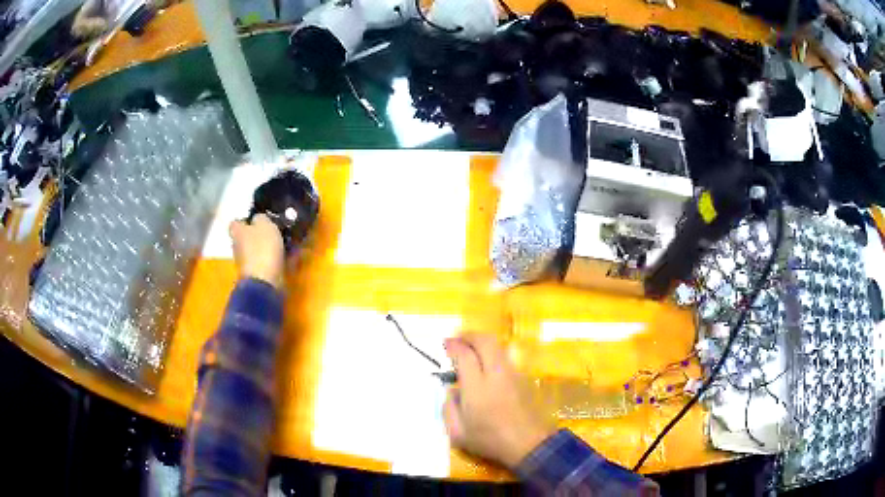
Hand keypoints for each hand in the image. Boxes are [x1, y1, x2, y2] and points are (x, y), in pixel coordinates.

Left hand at [229, 214, 284, 289]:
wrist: (265, 281)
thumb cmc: (262, 248)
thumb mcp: (265, 224)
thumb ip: (261, 218)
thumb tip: (259, 219)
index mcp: (237, 232)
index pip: (236, 222)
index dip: (246, 220)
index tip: (259, 219)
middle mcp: (238, 246)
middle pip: (247, 237)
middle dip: (258, 234)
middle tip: (275, 230)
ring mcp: (247, 263)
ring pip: (258, 250)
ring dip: (268, 248)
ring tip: (286, 244)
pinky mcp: (257, 274)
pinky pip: (267, 262)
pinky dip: (276, 260)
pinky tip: (288, 257)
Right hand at [443, 333, 554, 468]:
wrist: (529, 445)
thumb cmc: (490, 441)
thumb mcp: (458, 433)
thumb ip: (448, 409)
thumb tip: (452, 390)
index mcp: (477, 388)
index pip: (465, 355)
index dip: (454, 346)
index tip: (446, 344)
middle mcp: (496, 375)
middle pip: (486, 342)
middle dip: (470, 335)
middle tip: (458, 339)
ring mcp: (513, 375)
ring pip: (499, 347)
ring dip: (483, 343)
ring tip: (472, 349)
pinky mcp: (524, 379)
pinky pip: (508, 358)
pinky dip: (494, 353)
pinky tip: (488, 364)